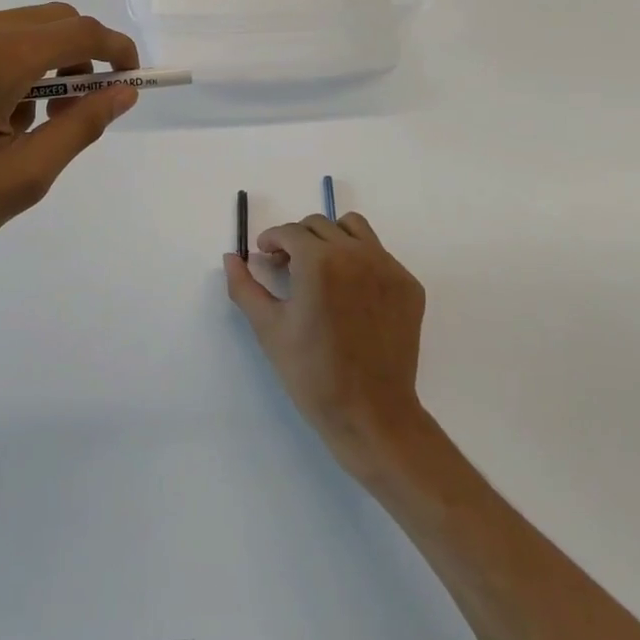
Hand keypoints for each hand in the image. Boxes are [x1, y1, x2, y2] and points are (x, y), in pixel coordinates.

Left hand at [0, 4, 139, 300]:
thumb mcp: (18, 181)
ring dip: (35, 65)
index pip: (80, 32)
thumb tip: (121, 93)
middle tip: (75, 112)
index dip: (116, 51)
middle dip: (78, 59)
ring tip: (13, 128)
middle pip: (49, 21)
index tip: (130, 81)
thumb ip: (79, 129)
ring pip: (11, 30)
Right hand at [224, 212, 430, 478]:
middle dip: (299, 239)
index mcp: (319, 261)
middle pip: (320, 225)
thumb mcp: (269, 329)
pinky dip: (360, 261)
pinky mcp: (408, 284)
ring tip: (322, 267)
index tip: (266, 256)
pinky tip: (351, 293)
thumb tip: (231, 257)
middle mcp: (356, 253)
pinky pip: (380, 255)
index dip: (273, 240)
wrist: (371, 414)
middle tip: (288, 266)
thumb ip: (244, 287)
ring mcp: (387, 266)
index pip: (290, 232)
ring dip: (332, 238)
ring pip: (355, 229)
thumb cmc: (312, 374)